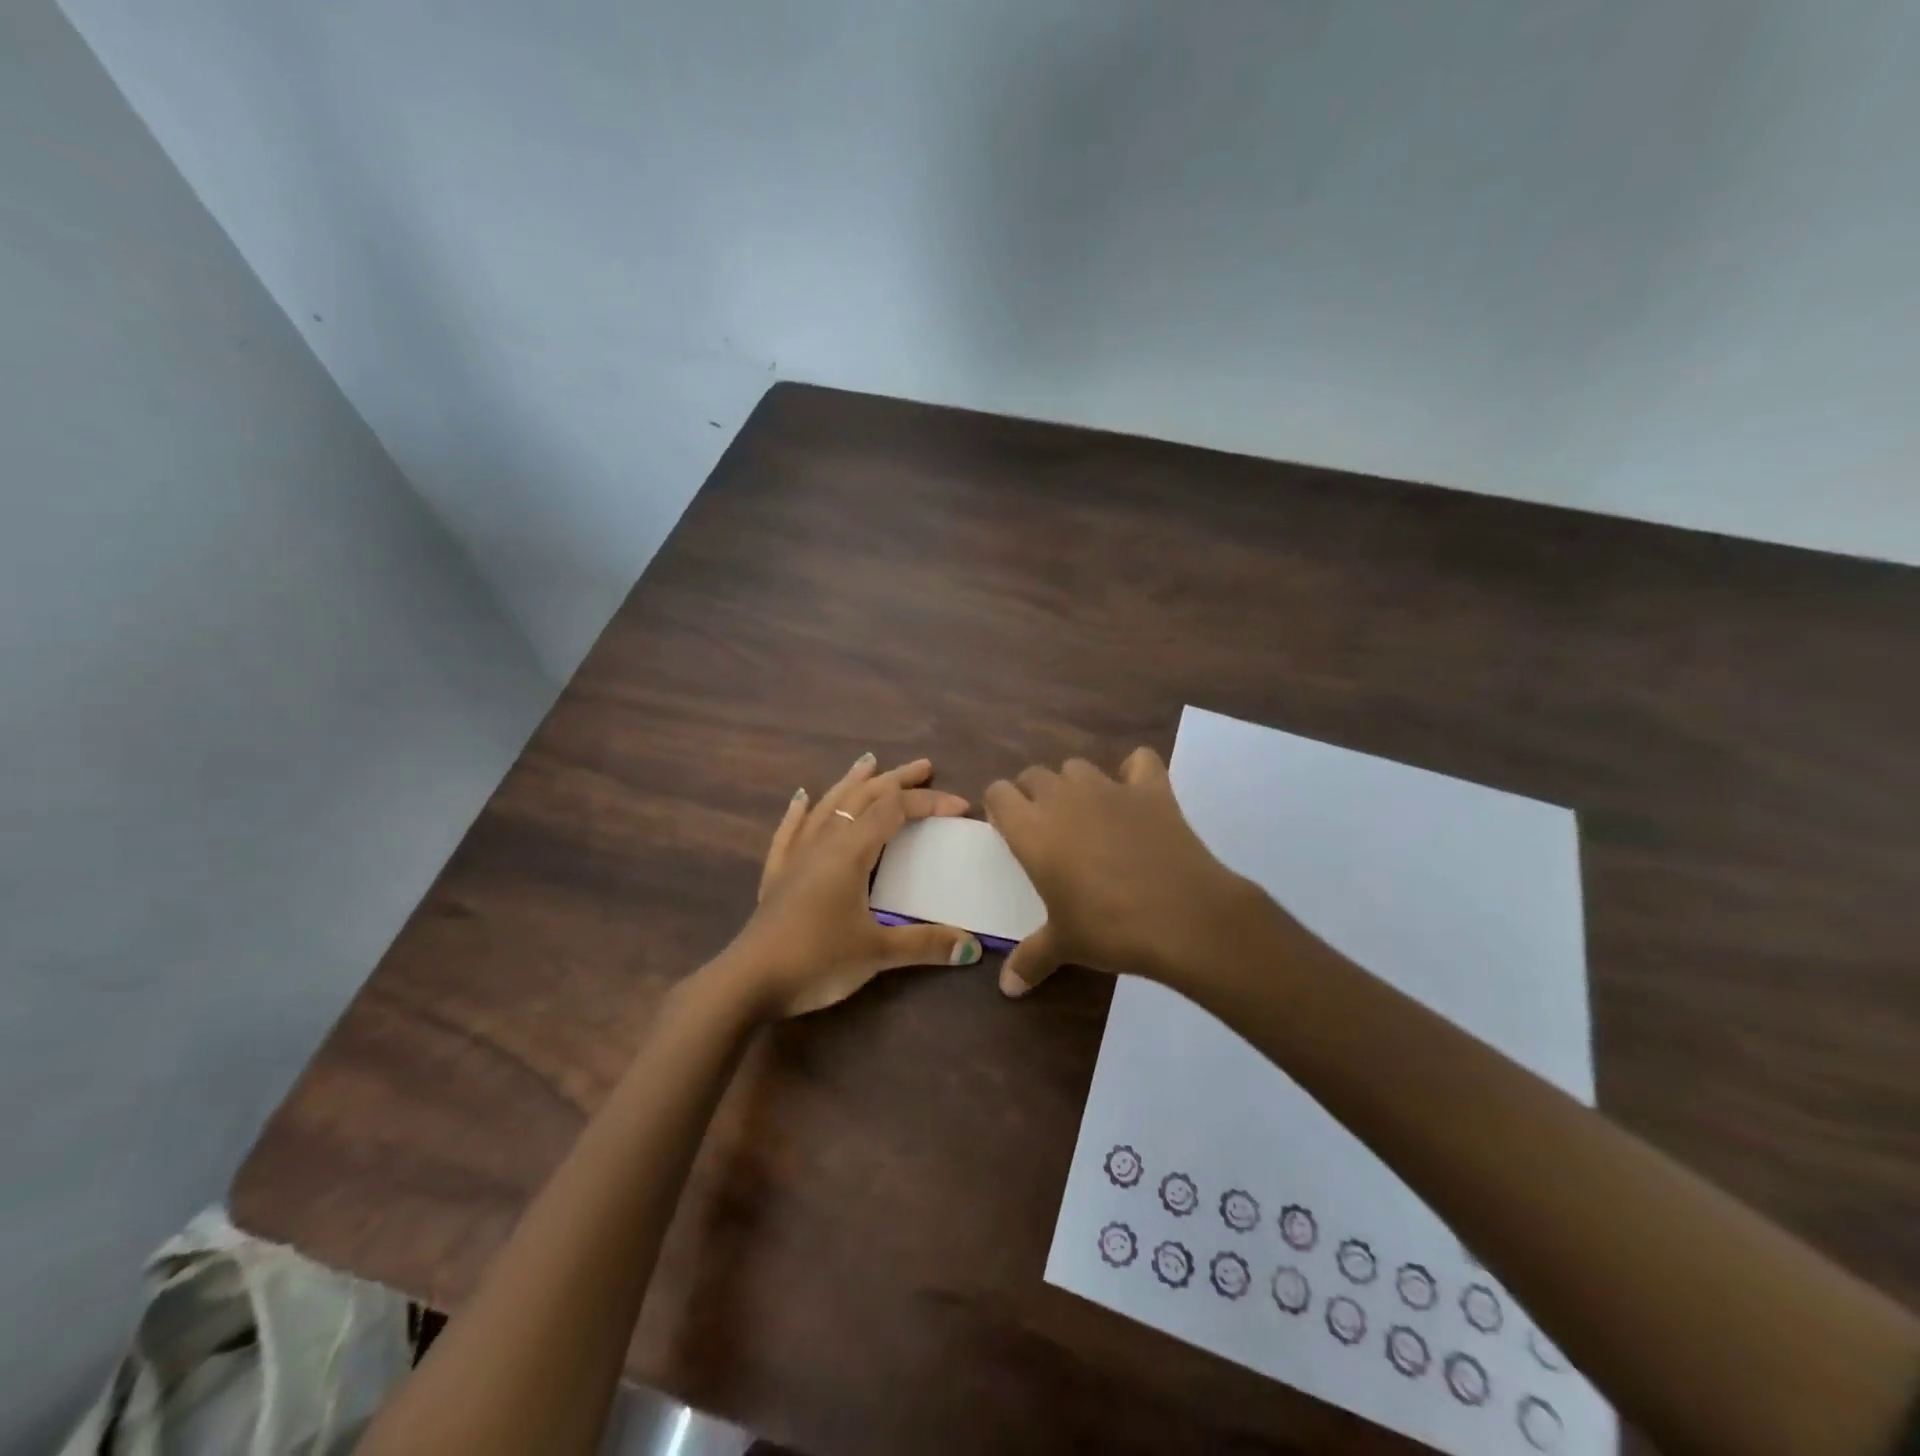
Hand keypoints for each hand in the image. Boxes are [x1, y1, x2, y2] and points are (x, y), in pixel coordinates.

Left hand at [721, 754, 983, 1018]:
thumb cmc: (817, 960)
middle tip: (923, 766)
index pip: (895, 810)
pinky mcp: (777, 876)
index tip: (960, 806)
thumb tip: (973, 949)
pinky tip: (801, 798)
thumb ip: (925, 944)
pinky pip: (789, 833)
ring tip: (868, 761)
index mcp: (850, 851)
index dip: (929, 802)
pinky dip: (799, 812)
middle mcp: (824, 843)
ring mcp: (796, 857)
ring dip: (851, 782)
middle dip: (895, 779)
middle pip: (862, 797)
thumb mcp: (877, 953)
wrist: (748, 982)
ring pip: (827, 806)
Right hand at [984, 747, 1270, 996]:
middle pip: (1034, 775)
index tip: (1009, 831)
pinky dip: (1134, 772)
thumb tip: (1007, 990)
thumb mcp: (1065, 945)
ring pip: (1077, 766)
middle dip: (1033, 795)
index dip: (1000, 807)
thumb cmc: (1109, 929)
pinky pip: (1139, 761)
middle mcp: (1063, 798)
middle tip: (1046, 830)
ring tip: (1085, 815)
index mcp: (1032, 829)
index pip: (998, 793)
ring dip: (1074, 784)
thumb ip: (1031, 959)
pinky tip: (1135, 795)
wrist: (1183, 917)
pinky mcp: (1151, 789)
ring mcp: (1109, 788)